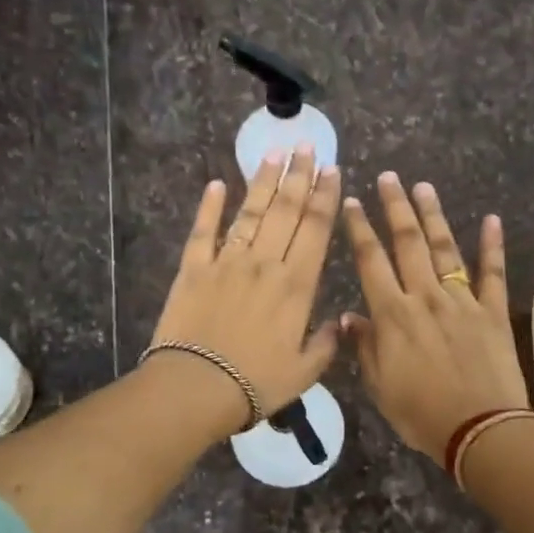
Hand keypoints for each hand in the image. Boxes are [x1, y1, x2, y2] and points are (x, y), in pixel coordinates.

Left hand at [147, 146, 341, 437]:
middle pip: (286, 210)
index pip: (316, 229)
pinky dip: (209, 206)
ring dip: (263, 181)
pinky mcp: (193, 269)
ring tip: (273, 153)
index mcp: (297, 285)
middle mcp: (265, 263)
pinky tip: (216, 184)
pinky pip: (203, 231)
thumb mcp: (306, 371)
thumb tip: (340, 323)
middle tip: (306, 145)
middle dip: (298, 175)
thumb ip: (326, 343)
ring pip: (250, 212)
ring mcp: (227, 262)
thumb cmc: (257, 384)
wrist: (197, 387)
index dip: (325, 196)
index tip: (332, 169)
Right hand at [341, 173, 530, 464]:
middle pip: (408, 244)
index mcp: (393, 316)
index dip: (361, 230)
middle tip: (389, 177)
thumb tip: (349, 316)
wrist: (480, 430)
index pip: (371, 262)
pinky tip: (491, 220)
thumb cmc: (422, 414)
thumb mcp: (380, 387)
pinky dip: (492, 246)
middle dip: (396, 208)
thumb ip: (365, 347)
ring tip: (424, 187)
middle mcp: (425, 298)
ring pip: (445, 250)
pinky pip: (493, 273)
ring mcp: (463, 302)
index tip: (353, 203)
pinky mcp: (493, 312)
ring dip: (433, 217)